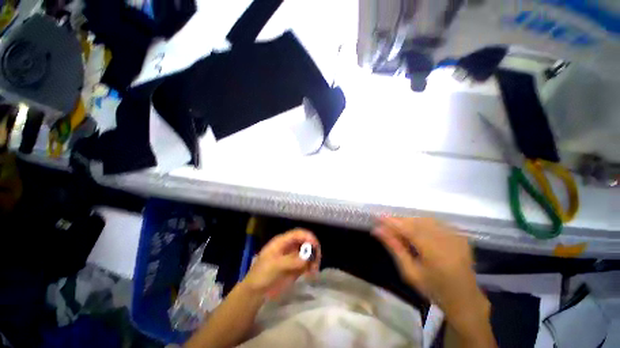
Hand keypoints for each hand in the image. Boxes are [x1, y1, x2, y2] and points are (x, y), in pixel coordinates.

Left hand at [243, 229, 320, 298]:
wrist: (255, 293)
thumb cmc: (261, 275)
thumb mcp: (274, 266)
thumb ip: (290, 261)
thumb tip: (307, 259)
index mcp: (282, 242)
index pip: (298, 234)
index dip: (308, 237)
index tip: (315, 246)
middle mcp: (289, 247)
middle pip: (305, 241)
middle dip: (313, 248)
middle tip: (317, 260)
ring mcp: (293, 257)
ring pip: (308, 253)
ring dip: (313, 259)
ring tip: (314, 270)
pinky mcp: (296, 268)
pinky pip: (307, 264)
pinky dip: (311, 267)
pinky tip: (312, 274)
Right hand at [373, 217, 489, 332]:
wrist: (464, 299)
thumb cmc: (434, 289)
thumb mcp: (410, 272)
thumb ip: (395, 248)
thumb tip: (378, 231)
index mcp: (435, 255)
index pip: (410, 230)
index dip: (393, 222)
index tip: (378, 218)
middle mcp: (447, 242)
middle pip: (418, 222)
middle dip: (400, 221)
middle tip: (386, 225)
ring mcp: (456, 237)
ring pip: (426, 220)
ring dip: (410, 221)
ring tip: (400, 229)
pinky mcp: (460, 236)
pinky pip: (436, 222)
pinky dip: (422, 223)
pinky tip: (417, 230)